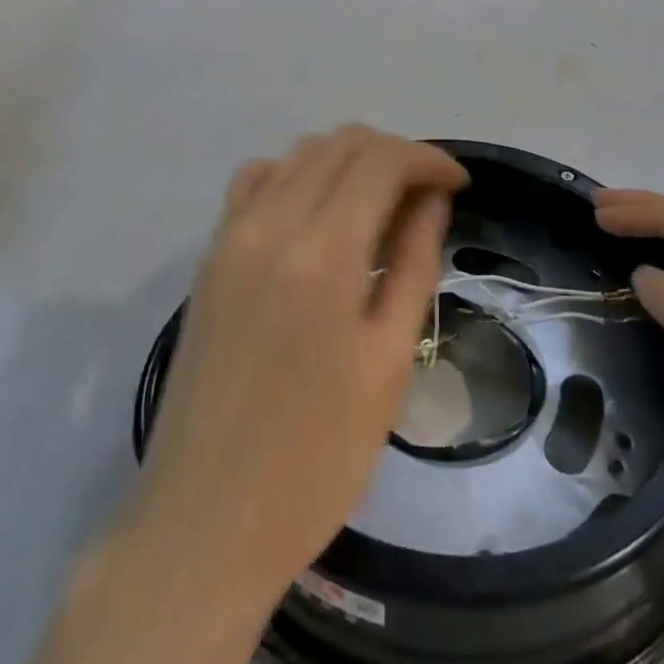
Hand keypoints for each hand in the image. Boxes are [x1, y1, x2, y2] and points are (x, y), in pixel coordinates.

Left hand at [134, 126, 468, 596]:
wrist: (205, 519)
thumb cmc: (316, 457)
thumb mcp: (388, 362)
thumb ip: (414, 264)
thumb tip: (431, 199)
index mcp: (321, 252)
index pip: (381, 160)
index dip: (428, 159)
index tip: (459, 184)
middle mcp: (270, 222)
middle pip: (340, 143)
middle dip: (394, 154)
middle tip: (426, 196)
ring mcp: (231, 233)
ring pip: (299, 153)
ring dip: (348, 161)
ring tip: (380, 204)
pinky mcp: (210, 253)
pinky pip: (256, 179)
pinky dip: (297, 174)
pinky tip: (316, 213)